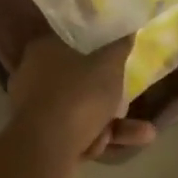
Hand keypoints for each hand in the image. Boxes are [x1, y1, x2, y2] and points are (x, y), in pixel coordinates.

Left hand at [6, 35, 156, 173]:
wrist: (45, 148)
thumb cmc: (77, 94)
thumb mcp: (109, 65)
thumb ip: (119, 46)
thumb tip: (127, 29)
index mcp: (43, 50)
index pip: (71, 41)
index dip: (97, 50)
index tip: (116, 59)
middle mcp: (32, 76)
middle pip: (78, 81)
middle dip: (109, 96)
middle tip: (128, 98)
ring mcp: (33, 110)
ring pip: (79, 111)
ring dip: (111, 123)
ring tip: (144, 132)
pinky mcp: (38, 139)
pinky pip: (74, 133)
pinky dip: (96, 139)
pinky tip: (121, 145)